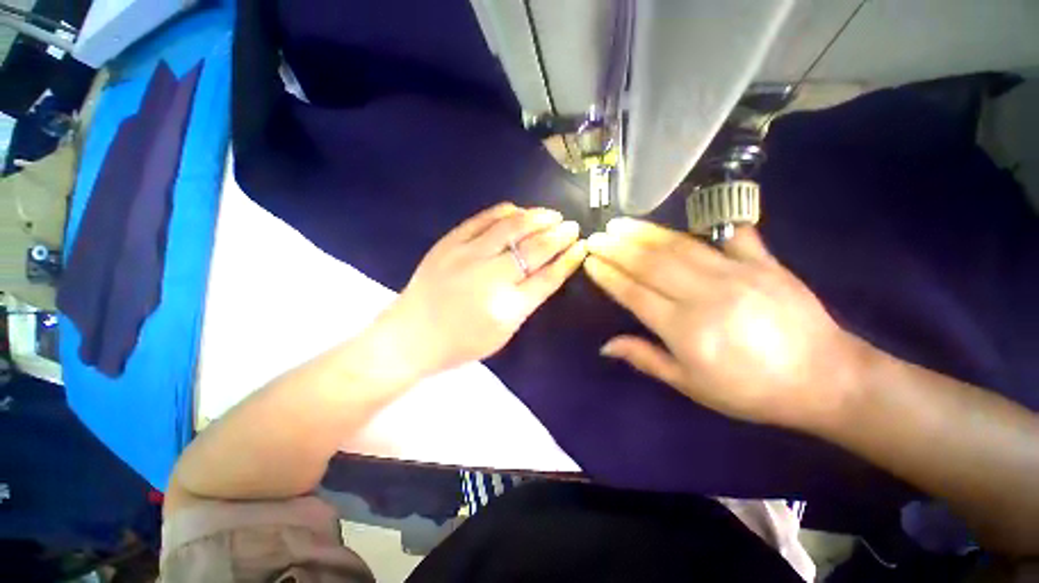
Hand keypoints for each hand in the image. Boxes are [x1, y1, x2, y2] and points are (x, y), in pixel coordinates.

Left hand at [378, 203, 585, 380]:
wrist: (412, 336)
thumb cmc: (461, 343)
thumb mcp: (504, 333)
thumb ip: (527, 301)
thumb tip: (547, 270)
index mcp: (507, 307)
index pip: (548, 277)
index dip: (568, 260)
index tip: (581, 247)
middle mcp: (490, 277)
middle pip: (535, 249)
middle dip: (559, 235)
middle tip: (571, 226)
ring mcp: (467, 255)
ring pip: (511, 227)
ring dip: (537, 218)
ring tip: (551, 215)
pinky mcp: (449, 243)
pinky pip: (482, 219)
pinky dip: (504, 212)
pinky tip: (518, 210)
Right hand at [584, 218, 863, 429]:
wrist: (826, 380)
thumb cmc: (750, 390)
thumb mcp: (691, 385)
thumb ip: (646, 359)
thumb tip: (606, 345)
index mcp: (686, 330)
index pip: (634, 293)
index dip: (609, 276)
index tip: (590, 262)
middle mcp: (706, 295)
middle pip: (651, 264)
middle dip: (617, 248)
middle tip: (596, 236)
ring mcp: (737, 274)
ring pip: (679, 245)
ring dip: (645, 232)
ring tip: (621, 223)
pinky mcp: (764, 263)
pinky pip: (730, 236)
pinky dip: (706, 226)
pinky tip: (685, 218)